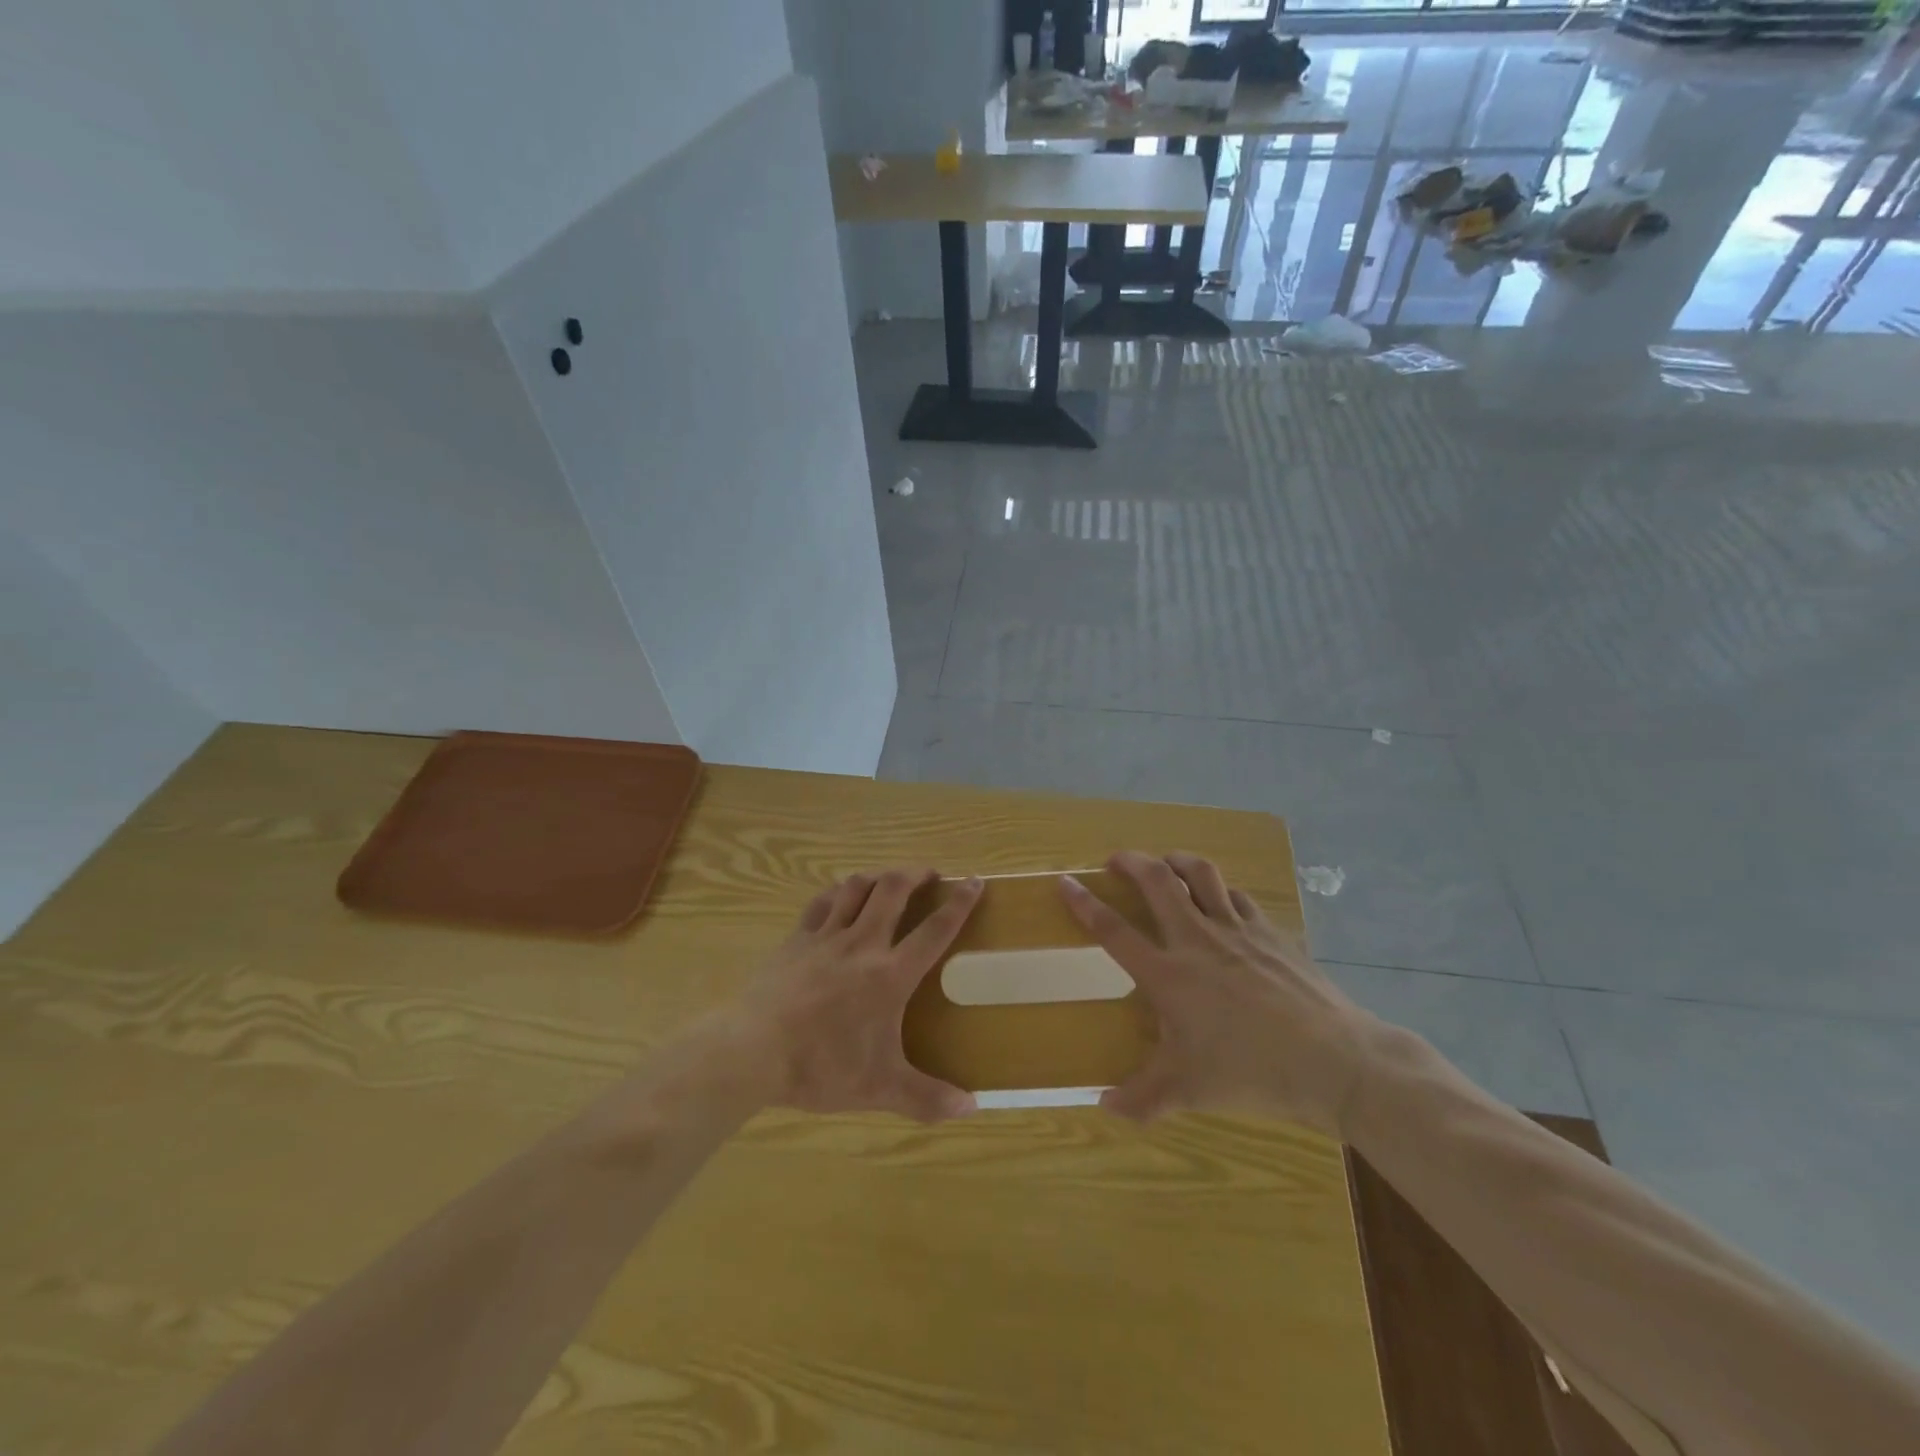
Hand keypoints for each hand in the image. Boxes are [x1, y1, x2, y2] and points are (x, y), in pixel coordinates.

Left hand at [732, 868, 984, 1121]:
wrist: (753, 1051)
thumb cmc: (822, 1067)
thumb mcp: (880, 1089)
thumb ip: (927, 1098)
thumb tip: (972, 1109)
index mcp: (890, 975)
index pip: (934, 930)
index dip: (959, 904)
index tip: (975, 881)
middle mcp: (863, 944)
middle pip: (893, 890)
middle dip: (916, 874)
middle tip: (929, 874)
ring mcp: (826, 937)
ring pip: (856, 887)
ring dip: (878, 876)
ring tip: (888, 879)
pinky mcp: (796, 939)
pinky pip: (821, 902)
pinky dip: (837, 892)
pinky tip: (841, 895)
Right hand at [1059, 851, 1384, 1136]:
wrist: (1333, 1061)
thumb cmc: (1251, 1072)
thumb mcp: (1189, 1091)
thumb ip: (1141, 1099)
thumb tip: (1104, 1106)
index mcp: (1168, 974)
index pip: (1113, 930)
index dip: (1084, 903)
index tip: (1065, 881)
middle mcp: (1197, 940)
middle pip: (1157, 882)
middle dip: (1131, 862)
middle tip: (1117, 859)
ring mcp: (1237, 930)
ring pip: (1201, 875)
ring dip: (1177, 861)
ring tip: (1167, 863)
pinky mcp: (1271, 932)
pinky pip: (1239, 897)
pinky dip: (1222, 891)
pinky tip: (1222, 900)